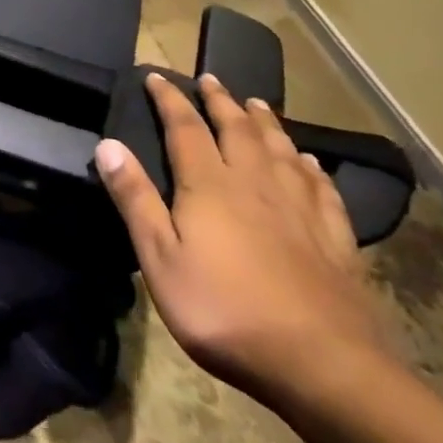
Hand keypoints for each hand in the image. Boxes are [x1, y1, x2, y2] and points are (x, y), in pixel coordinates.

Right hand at [96, 72, 390, 403]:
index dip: (169, 99)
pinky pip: (322, 190)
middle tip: (211, 78)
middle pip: (237, 130)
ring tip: (258, 104)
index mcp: (210, 186)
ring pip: (280, 151)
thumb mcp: (160, 258)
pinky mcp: (335, 241)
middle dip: (221, 101)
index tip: (156, 75)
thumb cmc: (224, 310)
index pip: (185, 128)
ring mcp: (300, 211)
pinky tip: (310, 163)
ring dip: (265, 123)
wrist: (322, 367)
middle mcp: (255, 184)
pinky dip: (312, 168)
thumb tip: (107, 144)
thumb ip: (135, 199)